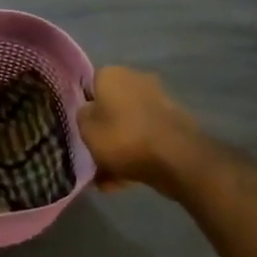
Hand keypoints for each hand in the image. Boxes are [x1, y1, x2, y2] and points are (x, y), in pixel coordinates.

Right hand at [76, 66, 205, 195]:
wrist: (178, 159)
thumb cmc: (124, 138)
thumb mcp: (86, 129)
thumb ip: (82, 117)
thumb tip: (89, 112)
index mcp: (113, 74)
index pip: (89, 85)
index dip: (82, 108)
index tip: (78, 128)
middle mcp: (137, 80)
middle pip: (111, 108)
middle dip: (103, 132)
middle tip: (92, 156)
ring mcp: (159, 102)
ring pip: (129, 126)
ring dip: (118, 149)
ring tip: (106, 180)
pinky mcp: (174, 125)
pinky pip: (146, 139)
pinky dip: (136, 156)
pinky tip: (125, 182)